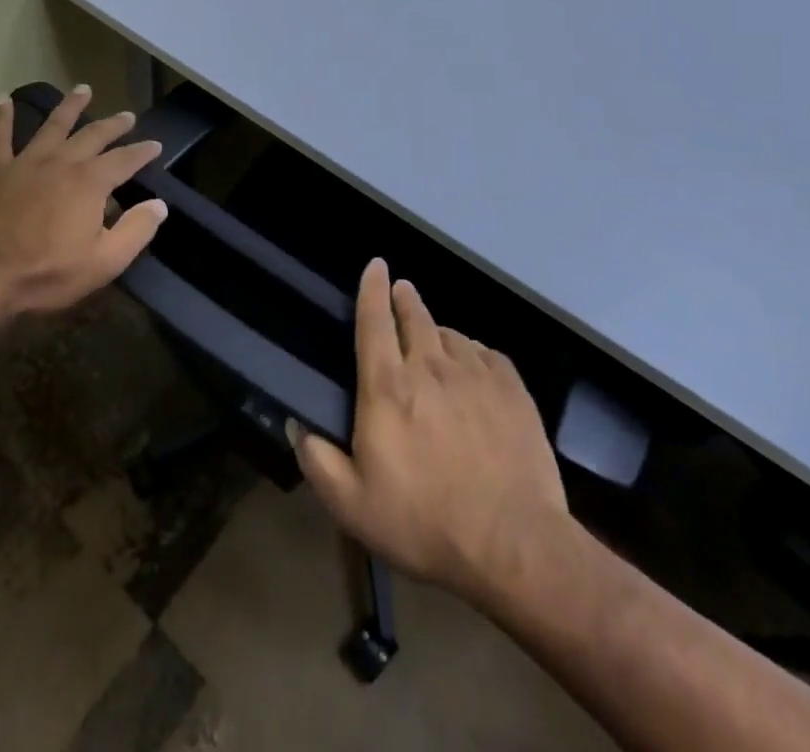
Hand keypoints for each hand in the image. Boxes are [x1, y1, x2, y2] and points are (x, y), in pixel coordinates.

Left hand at [0, 84, 168, 315]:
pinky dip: (1, 118)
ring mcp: (27, 164)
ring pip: (53, 126)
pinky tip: (2, 99)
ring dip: (70, 106)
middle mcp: (61, 163)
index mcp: (90, 183)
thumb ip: (136, 230)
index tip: (156, 145)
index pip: (125, 160)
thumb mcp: (105, 261)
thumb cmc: (49, 273)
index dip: (142, 152)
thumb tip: (159, 205)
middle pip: (93, 135)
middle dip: (113, 125)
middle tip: (128, 116)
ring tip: (83, 90)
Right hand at [289, 260, 575, 606]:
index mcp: (387, 387)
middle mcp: (430, 367)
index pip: (374, 321)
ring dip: (438, 331)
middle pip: (415, 316)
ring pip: (452, 334)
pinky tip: (475, 365)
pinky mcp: (512, 391)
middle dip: (405, 298)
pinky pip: (488, 354)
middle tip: (402, 291)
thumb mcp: (353, 505)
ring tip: (436, 338)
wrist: (513, 546)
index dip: (371, 288)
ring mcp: (475, 376)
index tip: (375, 264)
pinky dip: (475, 352)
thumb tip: (295, 424)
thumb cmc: (424, 524)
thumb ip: (317, 461)